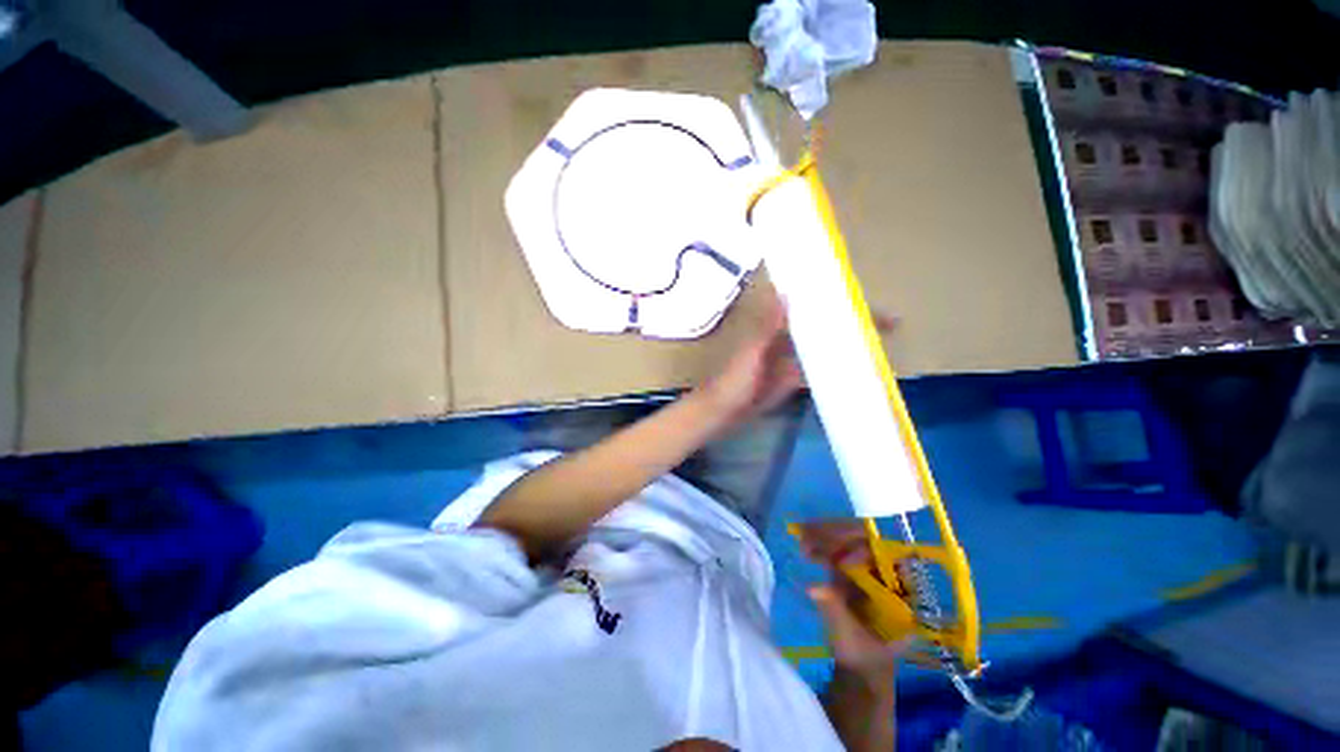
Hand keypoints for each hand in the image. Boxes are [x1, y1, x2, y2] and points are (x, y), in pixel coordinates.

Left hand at [698, 297, 894, 436]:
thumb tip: (787, 294)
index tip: (866, 300)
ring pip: (822, 348)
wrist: (720, 413)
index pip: (810, 309)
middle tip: (889, 323)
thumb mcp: (749, 354)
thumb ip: (767, 328)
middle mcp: (785, 341)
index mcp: (775, 329)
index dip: (834, 303)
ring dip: (845, 345)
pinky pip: (817, 372)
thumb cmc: (731, 382)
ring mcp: (790, 363)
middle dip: (850, 323)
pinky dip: (834, 370)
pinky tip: (855, 371)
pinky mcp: (792, 383)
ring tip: (880, 343)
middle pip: (822, 326)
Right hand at [798, 521, 909, 685]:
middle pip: (868, 541)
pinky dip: (821, 542)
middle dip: (839, 536)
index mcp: (904, 593)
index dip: (868, 549)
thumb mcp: (850, 639)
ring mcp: (870, 570)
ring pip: (851, 540)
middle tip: (810, 533)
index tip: (841, 556)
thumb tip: (813, 588)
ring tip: (802, 535)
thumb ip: (835, 611)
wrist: (858, 672)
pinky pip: (839, 548)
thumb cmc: (863, 659)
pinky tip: (805, 543)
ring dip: (826, 535)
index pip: (891, 555)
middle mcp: (889, 574)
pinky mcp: (853, 570)